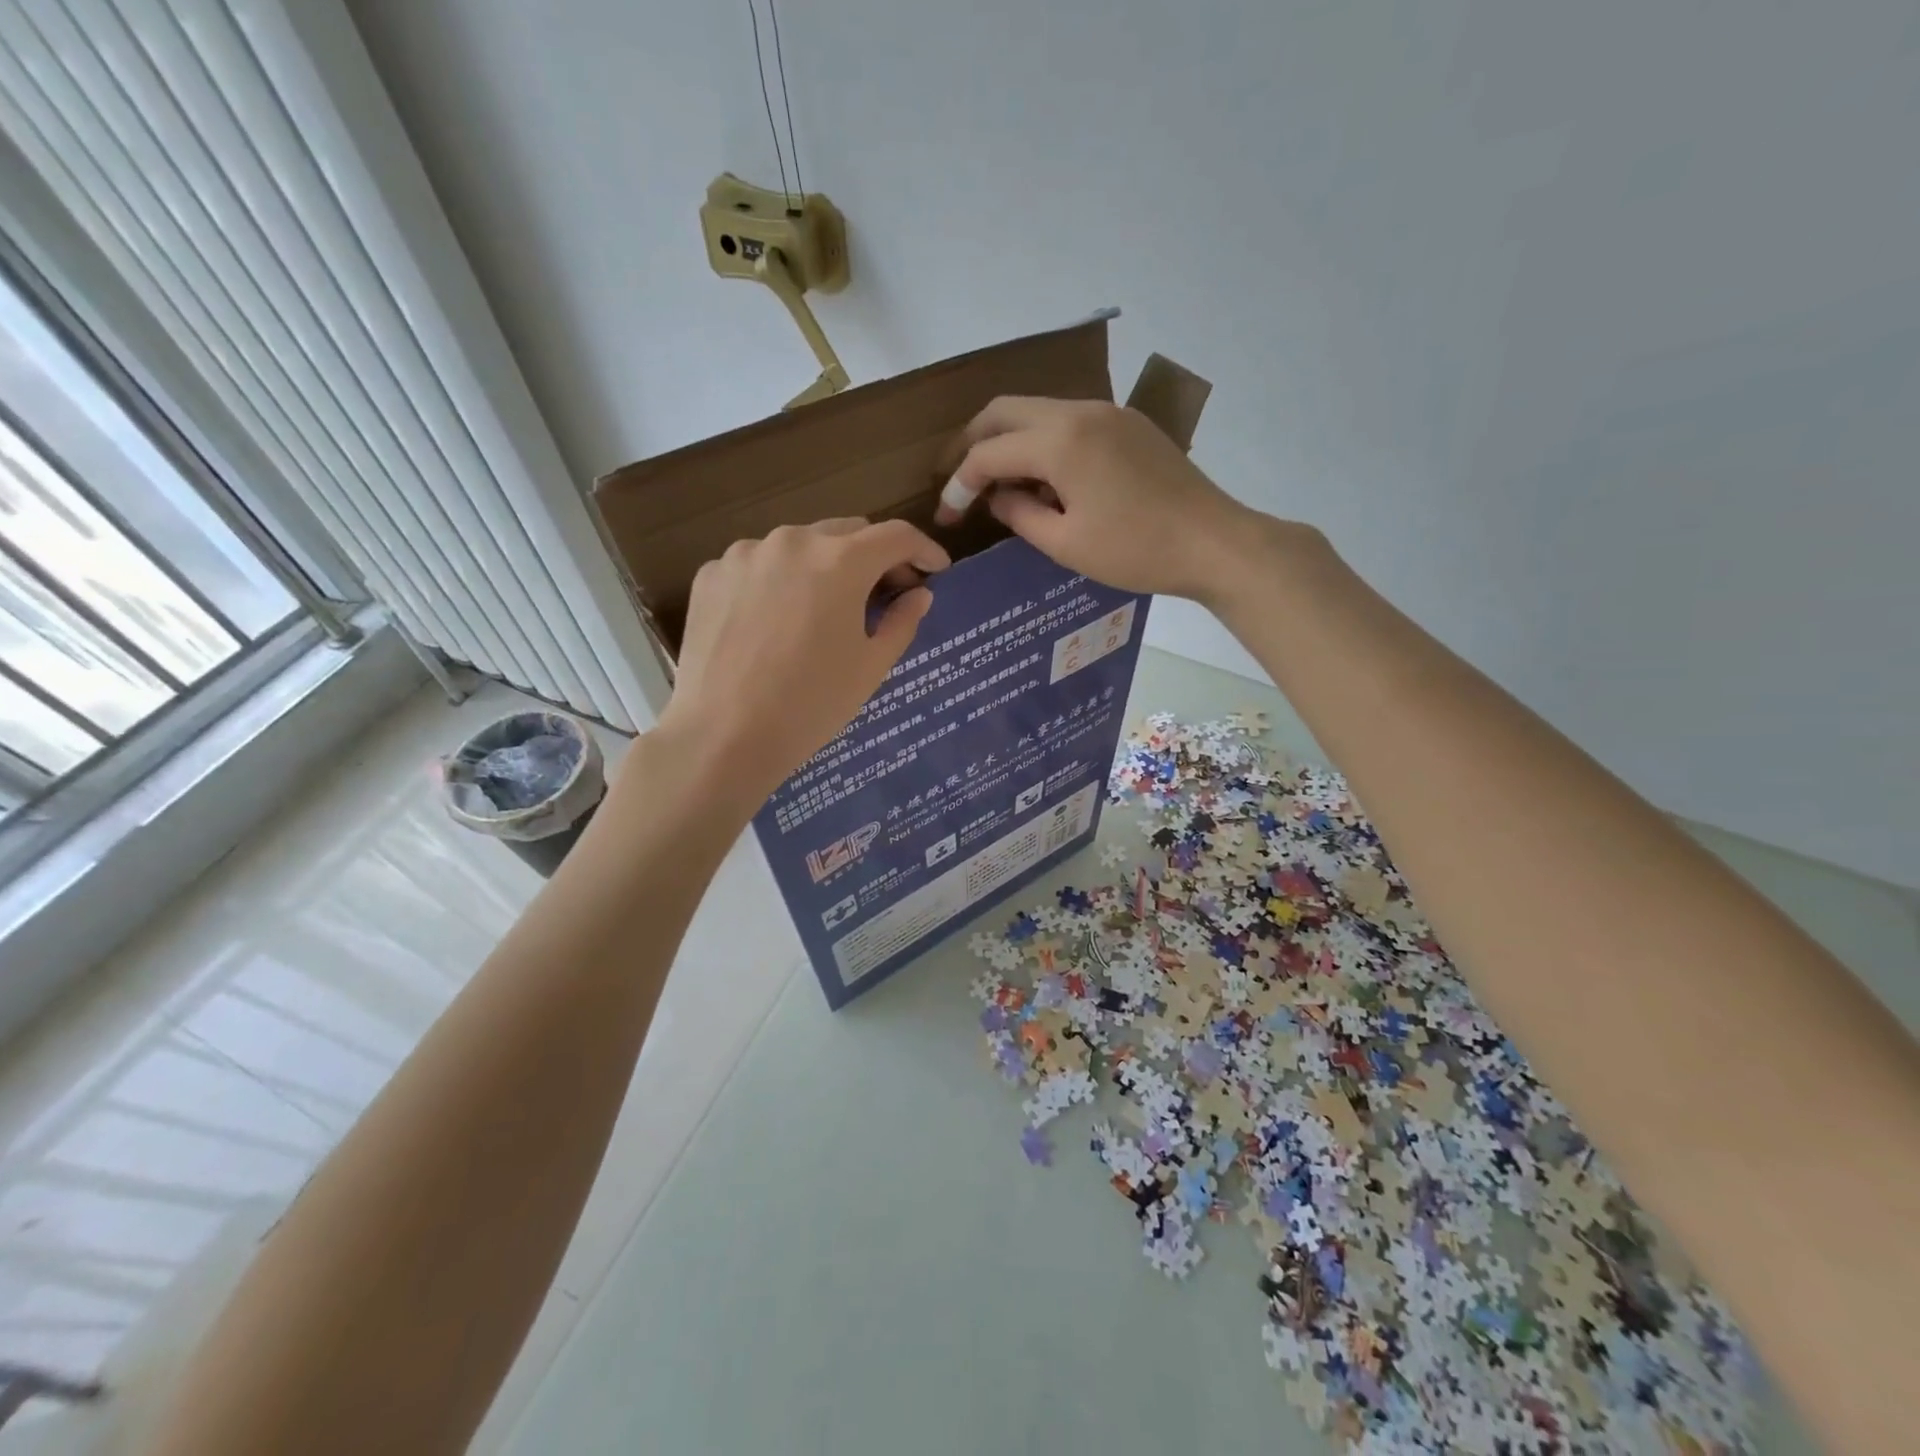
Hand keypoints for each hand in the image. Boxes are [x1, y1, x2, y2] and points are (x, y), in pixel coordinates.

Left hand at [653, 518, 948, 806]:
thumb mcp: (871, 667)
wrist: (723, 736)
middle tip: (885, 593)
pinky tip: (777, 622)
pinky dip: (779, 582)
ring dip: (823, 567)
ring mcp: (745, 553)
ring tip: (825, 610)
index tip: (936, 570)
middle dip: (873, 557)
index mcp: (840, 561)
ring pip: (800, 545)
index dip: (924, 550)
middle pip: (847, 533)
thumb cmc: (811, 704)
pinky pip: (759, 566)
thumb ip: (902, 621)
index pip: (896, 536)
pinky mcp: (711, 574)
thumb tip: (918, 595)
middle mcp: (792, 541)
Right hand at [938, 396, 1266, 601]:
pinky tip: (1044, 479)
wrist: (1212, 542)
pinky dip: (1042, 442)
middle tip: (958, 481)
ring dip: (1008, 440)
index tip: (947, 518)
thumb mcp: (1066, 545)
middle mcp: (1079, 411)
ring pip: (1037, 411)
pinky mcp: (1127, 424)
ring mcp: (1107, 412)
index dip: (959, 485)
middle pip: (1005, 410)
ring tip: (998, 484)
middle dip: (973, 443)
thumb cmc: (1136, 551)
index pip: (988, 452)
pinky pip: (1068, 421)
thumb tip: (997, 496)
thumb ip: (1020, 515)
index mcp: (1060, 441)